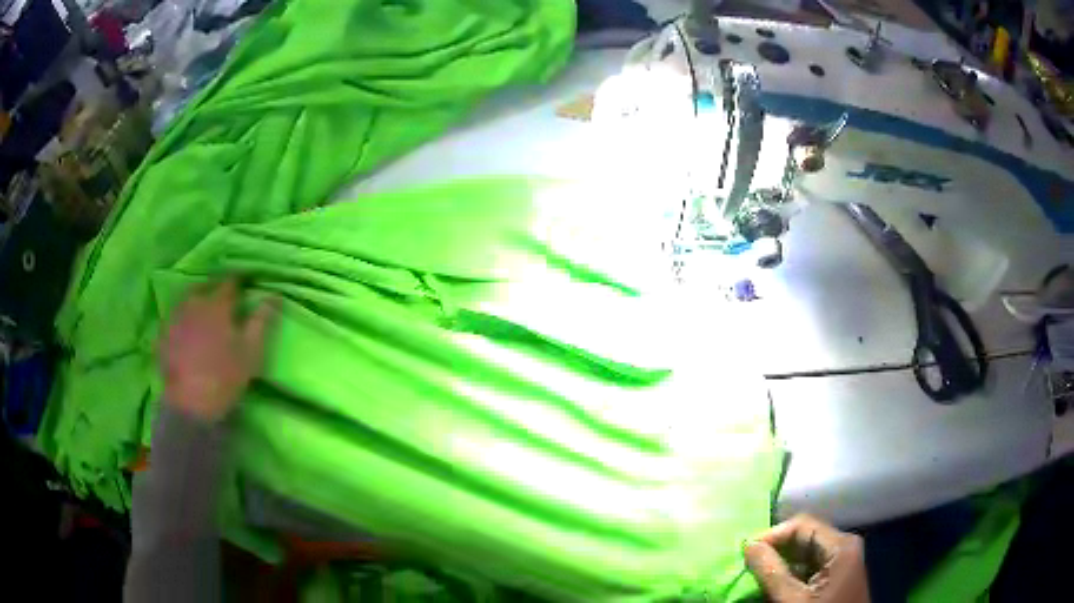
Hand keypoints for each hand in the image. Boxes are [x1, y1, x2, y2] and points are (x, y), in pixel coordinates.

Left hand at [161, 278, 277, 422]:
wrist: (190, 405)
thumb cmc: (225, 377)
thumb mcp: (251, 351)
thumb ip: (261, 321)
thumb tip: (274, 294)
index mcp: (216, 304)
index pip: (230, 283)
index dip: (240, 282)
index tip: (246, 285)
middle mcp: (193, 303)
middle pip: (205, 286)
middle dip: (216, 288)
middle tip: (225, 298)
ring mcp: (175, 318)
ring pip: (187, 299)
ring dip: (197, 300)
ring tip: (204, 311)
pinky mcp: (164, 334)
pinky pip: (175, 317)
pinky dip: (183, 318)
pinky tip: (187, 330)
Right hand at [744, 514, 869, 602]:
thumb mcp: (792, 600)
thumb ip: (771, 572)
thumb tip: (749, 545)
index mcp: (840, 545)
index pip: (802, 524)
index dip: (772, 535)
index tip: (746, 552)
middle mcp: (844, 546)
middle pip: (804, 537)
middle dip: (776, 549)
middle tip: (749, 564)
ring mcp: (842, 561)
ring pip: (806, 552)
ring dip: (781, 562)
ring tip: (758, 574)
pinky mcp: (837, 575)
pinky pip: (811, 566)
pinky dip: (791, 572)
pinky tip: (775, 584)